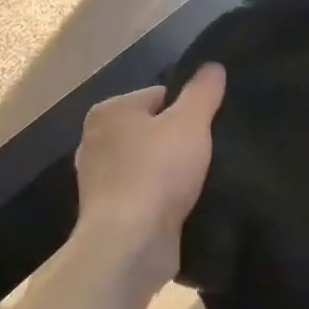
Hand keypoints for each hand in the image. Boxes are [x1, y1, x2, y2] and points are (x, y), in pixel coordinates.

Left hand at [74, 64, 225, 285]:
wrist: (130, 243)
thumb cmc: (157, 172)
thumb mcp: (190, 122)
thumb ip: (203, 91)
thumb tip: (212, 66)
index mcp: (109, 111)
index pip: (159, 95)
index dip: (189, 110)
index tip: (208, 130)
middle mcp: (96, 140)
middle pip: (153, 130)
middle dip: (179, 142)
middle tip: (207, 155)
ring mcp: (99, 180)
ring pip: (149, 163)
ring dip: (172, 172)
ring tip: (200, 181)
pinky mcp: (110, 212)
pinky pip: (145, 193)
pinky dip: (163, 197)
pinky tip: (184, 204)